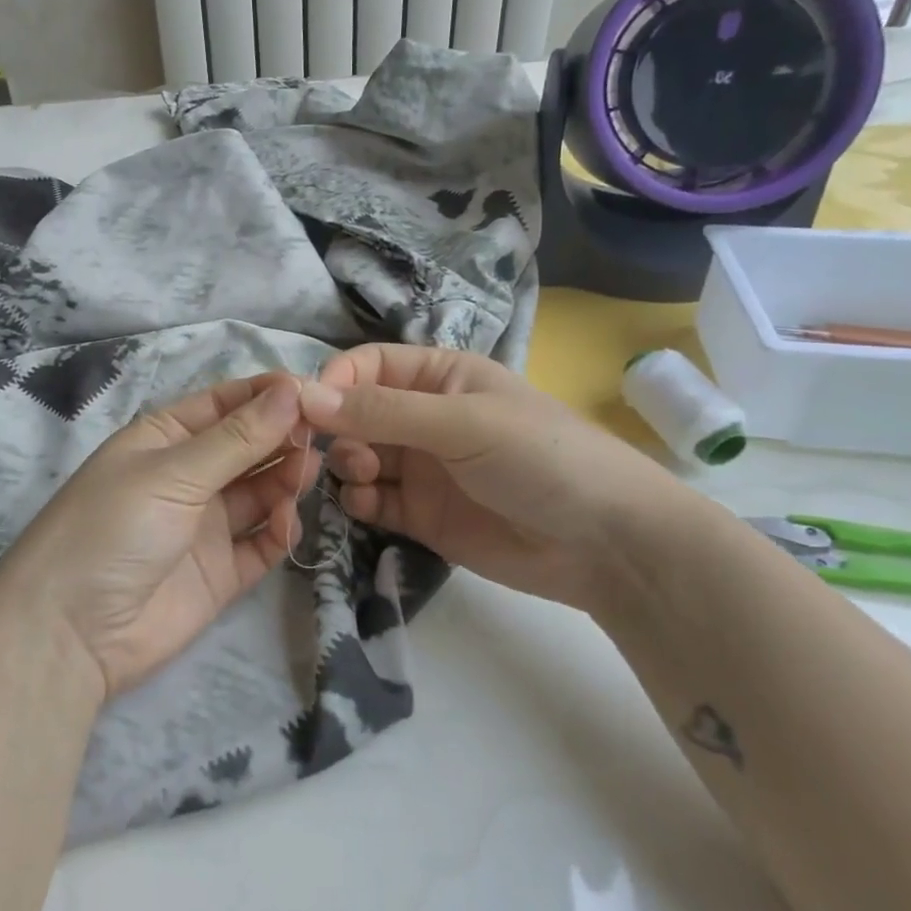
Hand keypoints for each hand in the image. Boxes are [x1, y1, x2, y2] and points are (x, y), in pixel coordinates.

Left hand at [0, 374, 318, 699]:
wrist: (70, 633)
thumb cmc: (112, 528)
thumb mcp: (173, 473)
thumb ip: (237, 438)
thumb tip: (292, 390)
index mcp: (165, 437)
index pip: (225, 403)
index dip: (267, 395)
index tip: (314, 391)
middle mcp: (188, 475)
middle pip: (248, 446)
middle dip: (283, 436)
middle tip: (323, 435)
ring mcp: (205, 525)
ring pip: (260, 491)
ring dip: (285, 479)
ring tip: (307, 473)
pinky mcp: (221, 572)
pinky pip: (261, 542)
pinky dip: (279, 531)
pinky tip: (287, 524)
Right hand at [301, 345, 680, 614]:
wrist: (607, 544)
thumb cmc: (539, 457)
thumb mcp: (461, 422)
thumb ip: (382, 411)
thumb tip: (304, 395)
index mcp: (439, 377)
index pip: (369, 366)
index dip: (336, 382)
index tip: (309, 410)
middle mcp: (424, 418)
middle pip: (356, 414)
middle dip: (338, 429)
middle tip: (343, 455)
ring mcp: (422, 468)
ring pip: (359, 457)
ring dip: (346, 465)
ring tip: (360, 479)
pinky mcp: (422, 515)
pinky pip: (373, 501)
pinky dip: (359, 502)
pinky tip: (365, 506)